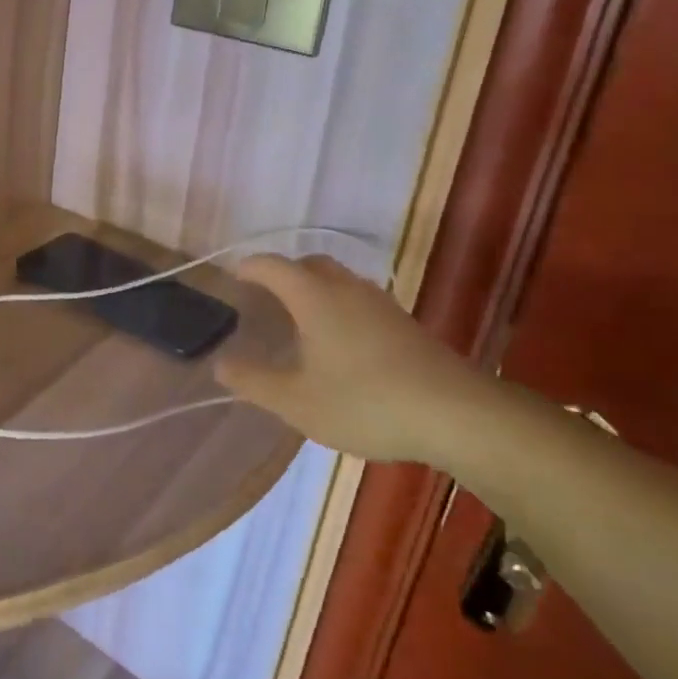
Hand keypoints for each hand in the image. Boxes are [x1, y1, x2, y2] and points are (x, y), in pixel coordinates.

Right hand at [216, 255, 496, 464]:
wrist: (457, 414)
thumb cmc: (365, 402)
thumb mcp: (296, 401)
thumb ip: (253, 381)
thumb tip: (220, 363)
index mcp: (313, 296)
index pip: (271, 266)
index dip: (248, 267)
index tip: (232, 278)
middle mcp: (346, 288)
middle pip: (309, 264)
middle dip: (283, 274)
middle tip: (265, 299)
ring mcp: (380, 303)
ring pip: (338, 281)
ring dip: (314, 290)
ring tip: (300, 322)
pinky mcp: (405, 323)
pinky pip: (359, 301)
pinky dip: (339, 308)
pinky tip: (341, 345)